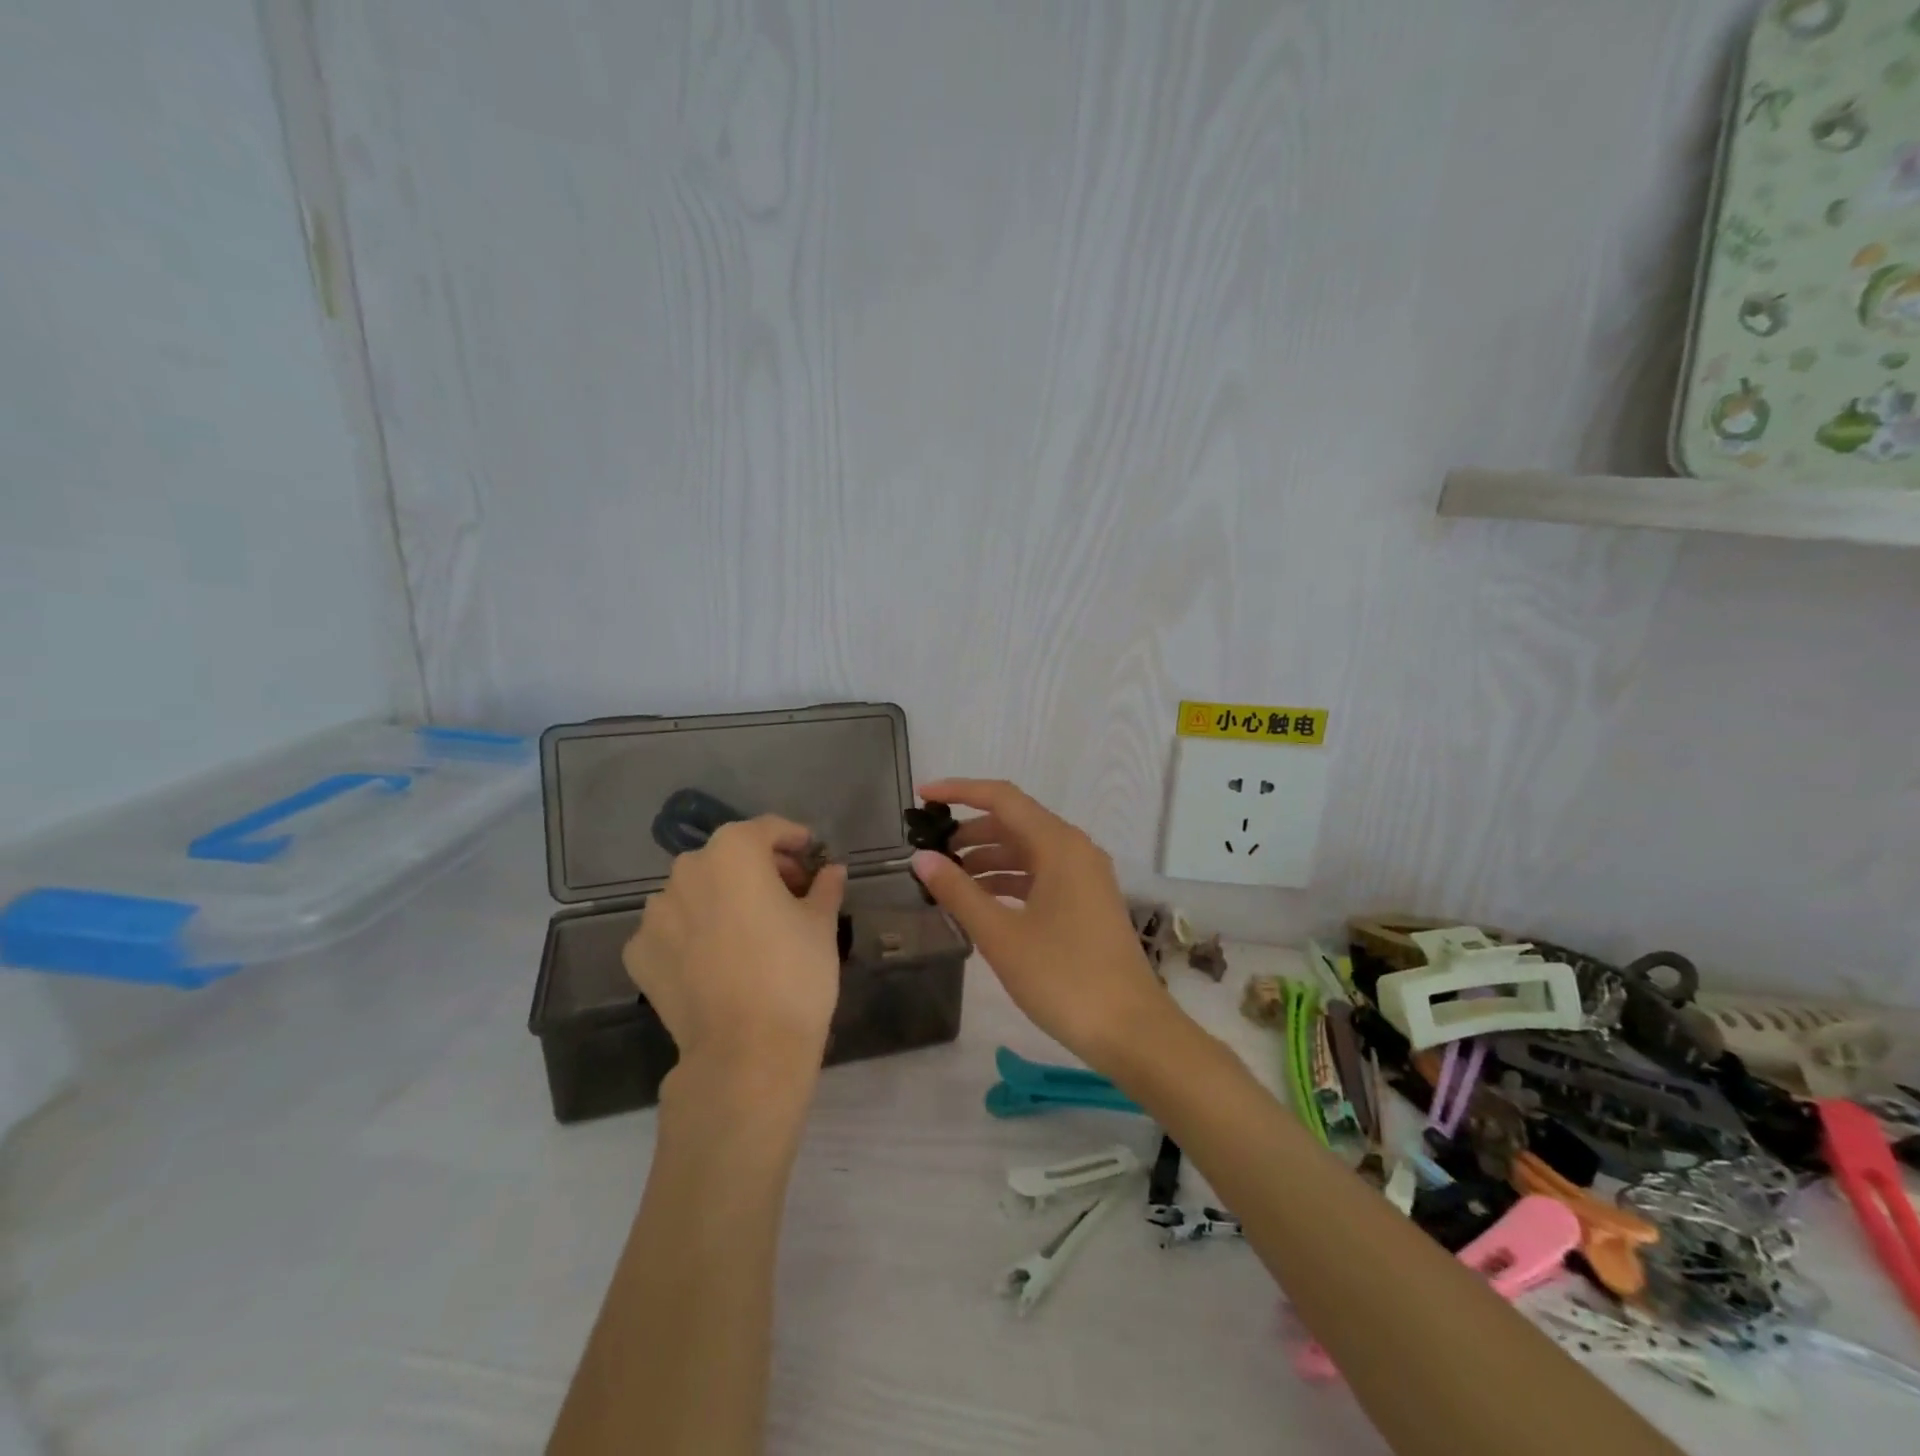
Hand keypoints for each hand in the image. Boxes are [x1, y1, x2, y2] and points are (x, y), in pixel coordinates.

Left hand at [623, 816, 847, 1091]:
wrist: (746, 1051)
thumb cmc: (794, 973)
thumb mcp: (821, 924)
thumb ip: (824, 887)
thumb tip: (831, 871)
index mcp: (734, 852)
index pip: (766, 829)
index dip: (793, 839)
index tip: (811, 855)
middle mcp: (687, 871)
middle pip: (727, 857)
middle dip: (758, 868)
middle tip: (787, 893)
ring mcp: (655, 913)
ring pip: (695, 892)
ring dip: (721, 898)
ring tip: (748, 929)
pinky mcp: (638, 952)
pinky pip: (672, 930)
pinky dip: (692, 933)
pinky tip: (715, 959)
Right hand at [910, 779, 1176, 1075]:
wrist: (1130, 1030)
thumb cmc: (1063, 978)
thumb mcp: (1001, 935)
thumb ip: (958, 892)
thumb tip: (921, 858)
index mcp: (1059, 845)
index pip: (1002, 798)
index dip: (959, 791)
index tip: (922, 796)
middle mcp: (1075, 849)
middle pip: (1015, 822)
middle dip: (970, 831)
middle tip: (929, 850)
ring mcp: (1085, 875)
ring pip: (1028, 850)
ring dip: (988, 858)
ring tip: (948, 878)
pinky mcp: (1087, 901)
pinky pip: (1041, 874)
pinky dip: (1009, 880)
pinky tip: (981, 900)